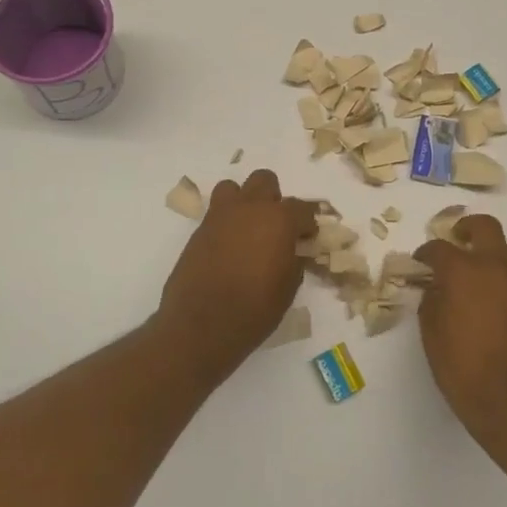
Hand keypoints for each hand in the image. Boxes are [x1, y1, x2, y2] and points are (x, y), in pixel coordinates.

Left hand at [158, 170, 316, 375]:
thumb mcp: (287, 288)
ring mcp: (220, 216)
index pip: (302, 208)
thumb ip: (294, 261)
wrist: (201, 325)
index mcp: (279, 220)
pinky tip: (229, 247)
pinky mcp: (199, 230)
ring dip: (244, 202)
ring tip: (248, 229)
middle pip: (264, 181)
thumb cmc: (254, 310)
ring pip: (234, 188)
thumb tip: (293, 252)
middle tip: (276, 226)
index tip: (307, 238)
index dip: (307, 223)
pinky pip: (216, 213)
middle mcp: (249, 208)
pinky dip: (226, 222)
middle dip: (274, 199)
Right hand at [415, 215, 506, 451]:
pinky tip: (484, 298)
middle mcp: (495, 268)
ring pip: (504, 249)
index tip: (419, 263)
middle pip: (484, 227)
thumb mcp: (432, 334)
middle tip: (453, 242)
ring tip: (469, 272)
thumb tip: (436, 287)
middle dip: (466, 228)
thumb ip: (432, 300)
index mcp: (464, 272)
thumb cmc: (463, 369)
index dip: (425, 253)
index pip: (439, 248)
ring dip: (486, 251)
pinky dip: (498, 274)